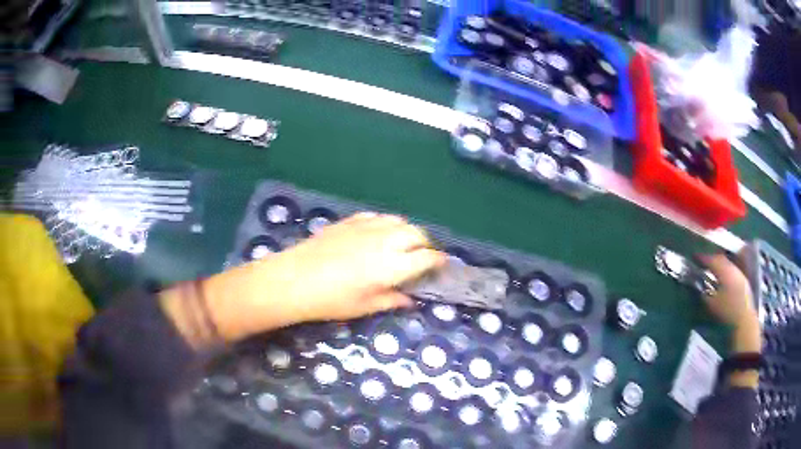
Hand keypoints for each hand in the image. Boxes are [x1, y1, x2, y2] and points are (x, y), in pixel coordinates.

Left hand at [189, 213, 445, 343]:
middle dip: (425, 244)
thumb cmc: (330, 300)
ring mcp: (366, 227)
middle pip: (417, 234)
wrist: (293, 279)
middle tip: (422, 257)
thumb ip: (391, 299)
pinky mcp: (350, 221)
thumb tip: (409, 299)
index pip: (426, 258)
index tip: (441, 265)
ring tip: (402, 244)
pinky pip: (377, 216)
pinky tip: (379, 233)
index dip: (438, 261)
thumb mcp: (364, 307)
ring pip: (398, 221)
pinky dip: (386, 224)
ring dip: (407, 231)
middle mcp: (385, 241)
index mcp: (392, 266)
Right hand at [697, 254, 755, 326]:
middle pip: (721, 259)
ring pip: (728, 265)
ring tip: (713, 270)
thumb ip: (704, 294)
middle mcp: (733, 268)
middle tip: (704, 262)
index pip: (712, 259)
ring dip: (720, 266)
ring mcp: (740, 274)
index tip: (695, 257)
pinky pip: (733, 271)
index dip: (703, 258)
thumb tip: (698, 286)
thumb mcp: (711, 305)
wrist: (744, 321)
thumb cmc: (726, 312)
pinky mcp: (744, 282)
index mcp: (724, 271)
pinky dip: (726, 273)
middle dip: (712, 260)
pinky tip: (723, 280)